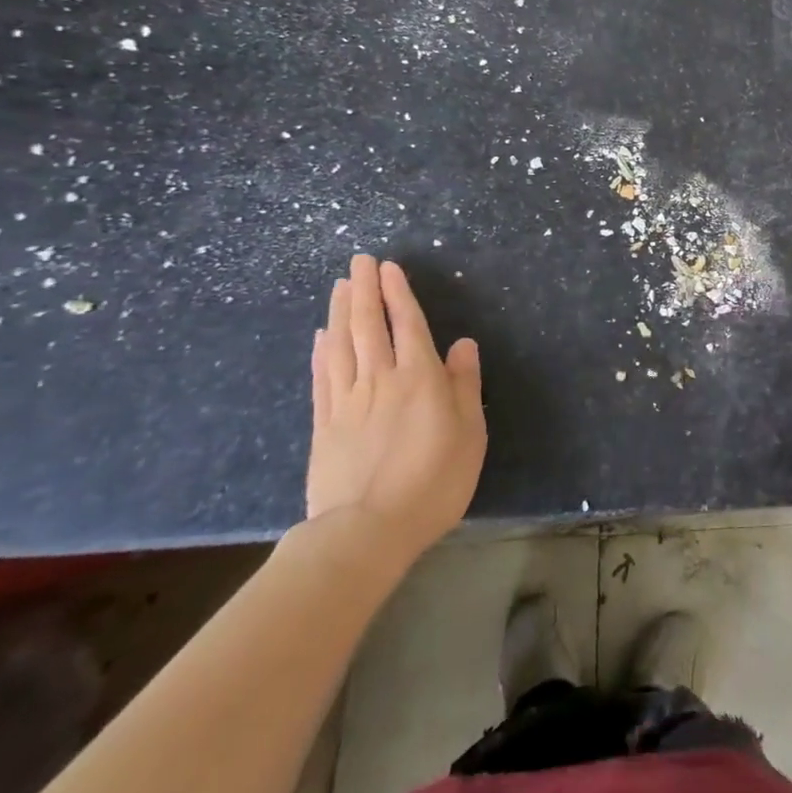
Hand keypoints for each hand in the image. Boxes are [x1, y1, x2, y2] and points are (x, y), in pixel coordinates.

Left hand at [307, 255, 485, 568]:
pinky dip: (321, 351)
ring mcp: (347, 401)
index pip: (407, 324)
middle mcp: (381, 379)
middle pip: (368, 326)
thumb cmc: (434, 481)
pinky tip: (321, 336)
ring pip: (341, 345)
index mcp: (420, 378)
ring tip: (339, 286)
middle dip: (363, 290)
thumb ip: (465, 385)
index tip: (387, 267)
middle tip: (358, 262)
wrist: (367, 531)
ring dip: (340, 311)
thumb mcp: (470, 433)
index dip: (397, 293)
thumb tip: (463, 343)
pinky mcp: (324, 425)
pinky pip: (322, 377)